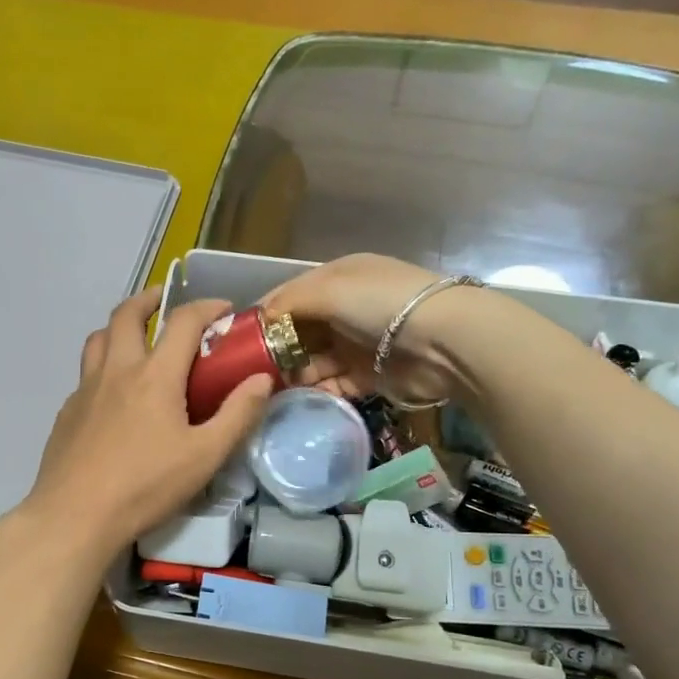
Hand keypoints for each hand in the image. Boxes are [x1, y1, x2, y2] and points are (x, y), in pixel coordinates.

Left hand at [2, 289, 275, 568]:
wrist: (75, 516)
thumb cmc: (145, 487)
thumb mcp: (204, 456)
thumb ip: (237, 415)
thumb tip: (261, 379)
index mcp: (154, 376)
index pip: (183, 322)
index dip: (207, 307)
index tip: (225, 310)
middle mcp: (116, 371)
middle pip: (127, 314)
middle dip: (150, 299)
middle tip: (166, 303)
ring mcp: (85, 390)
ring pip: (98, 339)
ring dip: (120, 327)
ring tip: (137, 340)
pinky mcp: (67, 412)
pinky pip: (86, 374)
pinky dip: (103, 367)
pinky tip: (114, 395)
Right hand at [261, 254, 455, 401]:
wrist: (444, 341)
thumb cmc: (380, 304)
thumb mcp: (329, 289)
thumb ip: (287, 303)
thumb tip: (256, 319)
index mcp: (336, 279)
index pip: (288, 295)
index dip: (262, 315)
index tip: (235, 340)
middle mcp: (344, 309)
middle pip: (298, 331)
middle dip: (274, 350)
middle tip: (247, 373)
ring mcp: (356, 344)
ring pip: (312, 361)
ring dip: (292, 374)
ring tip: (267, 390)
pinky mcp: (367, 376)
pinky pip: (332, 384)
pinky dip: (316, 391)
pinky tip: (297, 399)